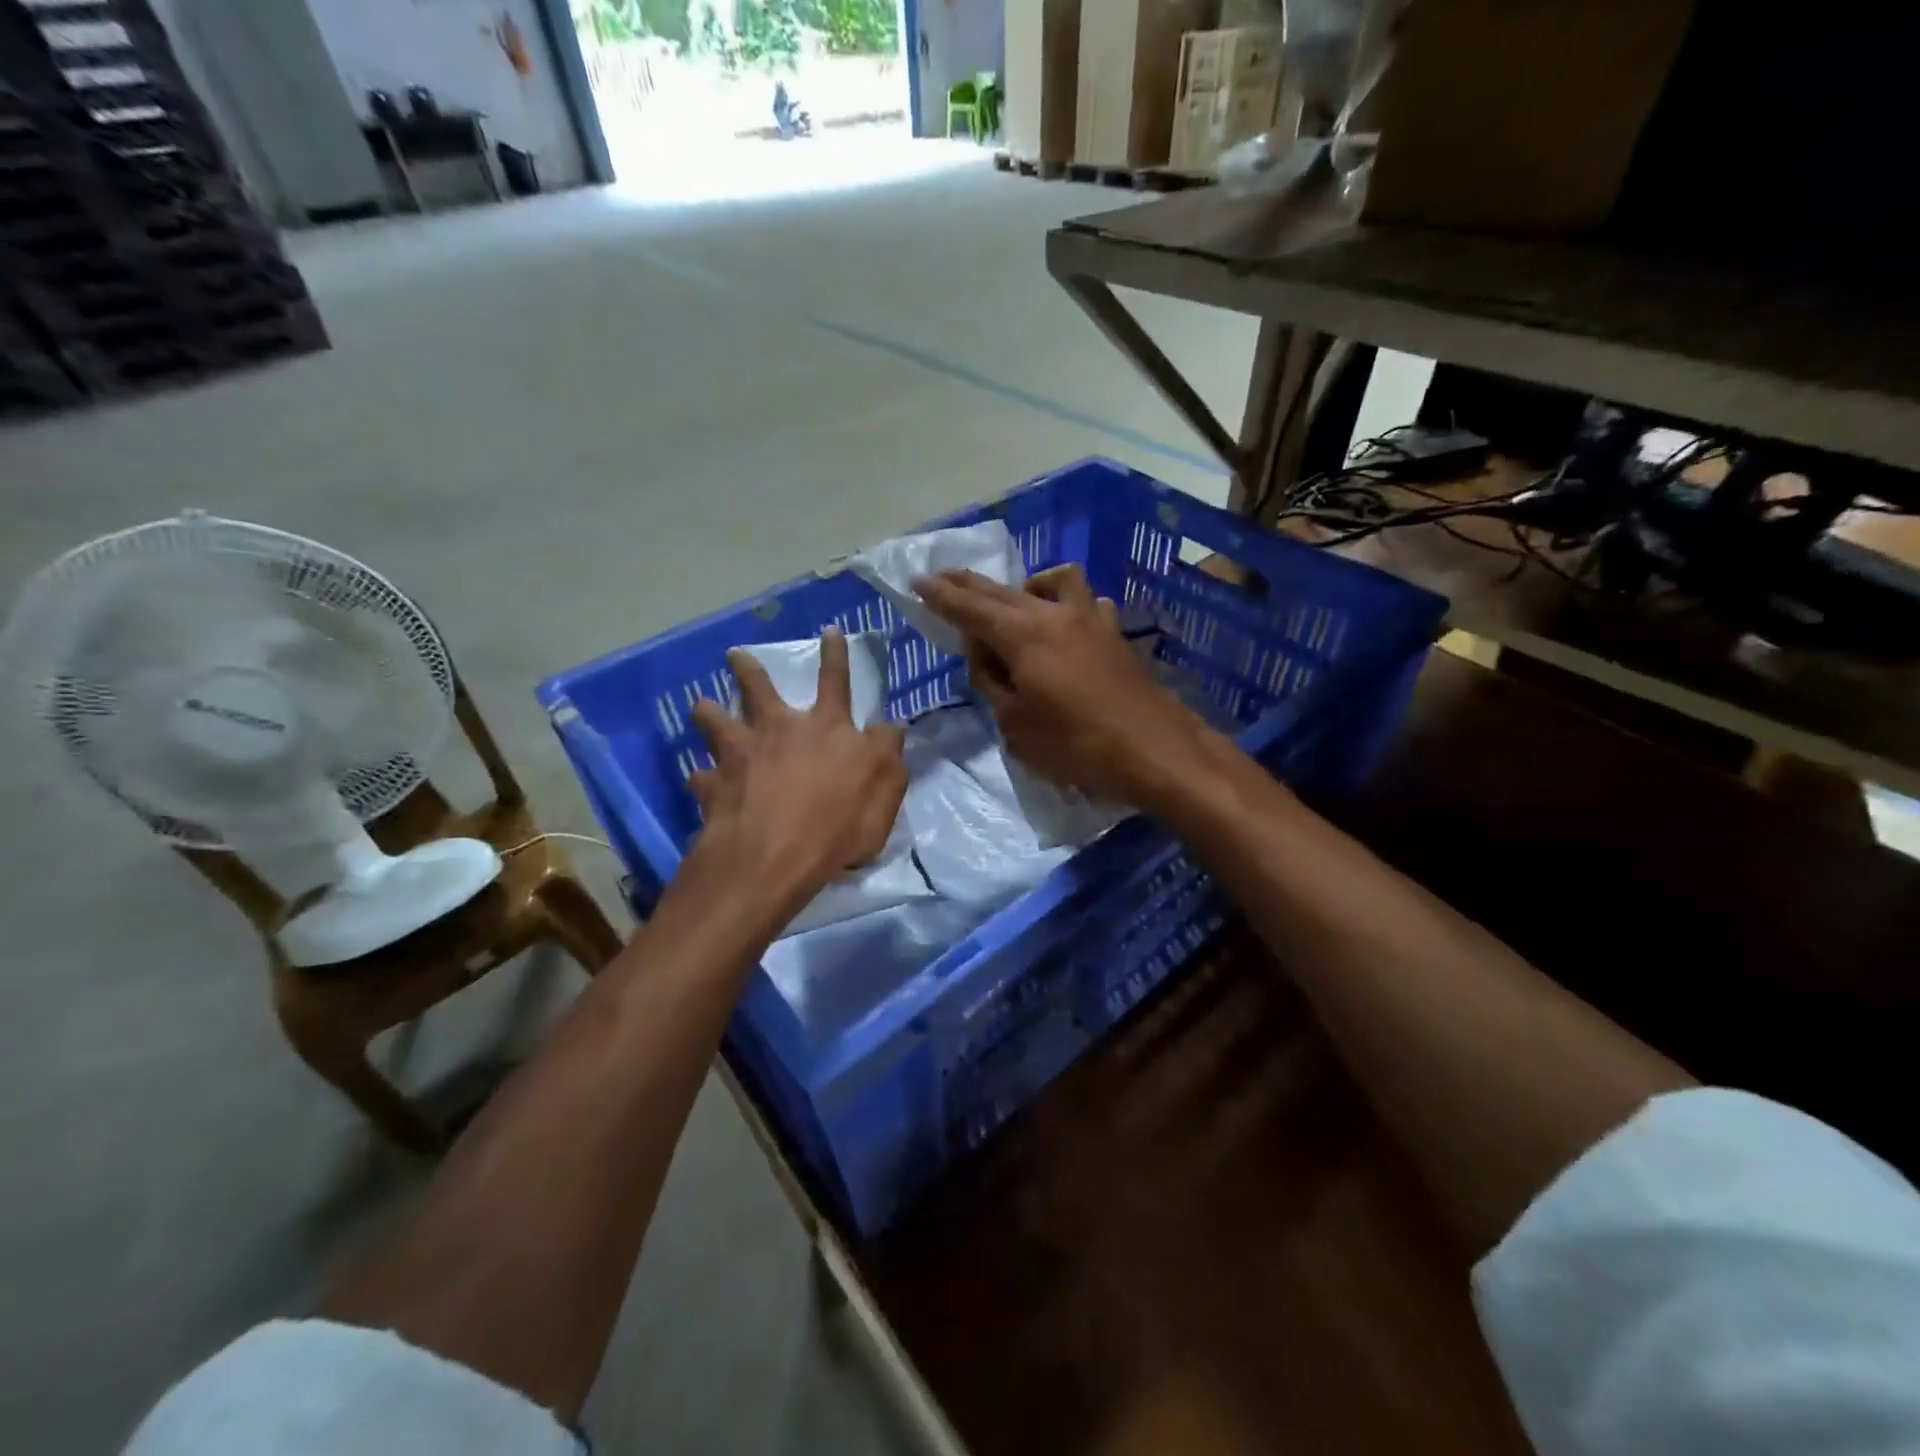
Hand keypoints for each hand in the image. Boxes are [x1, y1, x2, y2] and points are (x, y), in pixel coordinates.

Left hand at [688, 628, 906, 917]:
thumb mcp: (886, 789)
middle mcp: (779, 730)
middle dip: (748, 669)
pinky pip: (701, 778)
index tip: (829, 630)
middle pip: (759, 690)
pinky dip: (702, 778)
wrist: (773, 857)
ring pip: (716, 722)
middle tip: (734, 655)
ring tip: (700, 705)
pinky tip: (700, 780)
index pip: (836, 681)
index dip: (835, 655)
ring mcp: (741, 755)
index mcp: (826, 728)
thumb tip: (889, 727)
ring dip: (708, 712)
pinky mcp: (713, 786)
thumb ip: (887, 753)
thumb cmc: (838, 824)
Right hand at [914, 565, 1213, 807]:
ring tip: (1013, 603)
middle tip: (943, 577)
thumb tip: (984, 657)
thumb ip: (992, 683)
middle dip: (969, 584)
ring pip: (1051, 583)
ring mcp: (1090, 619)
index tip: (918, 582)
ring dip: (1024, 586)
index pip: (969, 608)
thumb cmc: (1076, 744)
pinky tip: (1066, 623)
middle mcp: (1053, 614)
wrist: (1154, 750)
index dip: (940, 596)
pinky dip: (1065, 604)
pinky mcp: (1114, 634)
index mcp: (1022, 634)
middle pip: (1002, 591)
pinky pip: (1084, 602)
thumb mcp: (1015, 725)